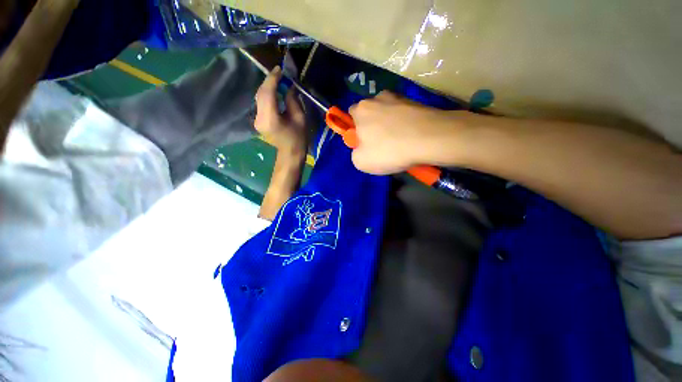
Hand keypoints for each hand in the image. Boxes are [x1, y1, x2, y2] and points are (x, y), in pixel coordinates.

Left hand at [255, 66, 307, 154]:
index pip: (268, 93)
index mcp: (271, 119)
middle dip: (269, 81)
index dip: (272, 79)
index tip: (279, 69)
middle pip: (261, 94)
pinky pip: (260, 103)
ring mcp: (256, 120)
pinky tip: (274, 92)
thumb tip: (289, 86)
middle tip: (280, 74)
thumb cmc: (298, 138)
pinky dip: (266, 95)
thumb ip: (292, 100)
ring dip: (267, 87)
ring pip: (259, 97)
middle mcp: (259, 118)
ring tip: (278, 80)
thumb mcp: (300, 118)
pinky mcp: (257, 120)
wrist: (290, 153)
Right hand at [349, 91, 463, 174]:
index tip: (364, 142)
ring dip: (390, 126)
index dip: (356, 130)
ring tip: (399, 143)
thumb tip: (362, 148)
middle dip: (373, 127)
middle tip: (382, 145)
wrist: (430, 139)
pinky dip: (405, 125)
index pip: (351, 114)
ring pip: (388, 113)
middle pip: (371, 113)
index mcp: (361, 109)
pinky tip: (411, 138)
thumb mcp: (361, 162)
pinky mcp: (417, 102)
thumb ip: (355, 153)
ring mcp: (400, 98)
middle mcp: (378, 97)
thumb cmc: (389, 150)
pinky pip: (404, 115)